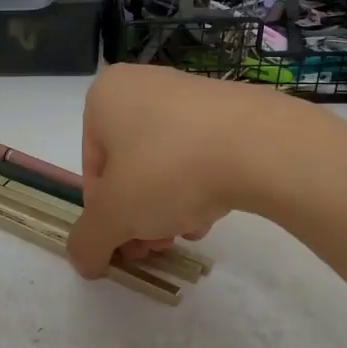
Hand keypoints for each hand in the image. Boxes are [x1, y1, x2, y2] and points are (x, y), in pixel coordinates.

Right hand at [66, 64, 274, 279]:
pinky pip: (200, 154)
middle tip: (157, 246)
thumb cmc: (169, 169)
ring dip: (169, 206)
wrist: (261, 145)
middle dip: (139, 215)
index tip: (127, 243)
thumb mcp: (114, 215)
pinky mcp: (230, 109)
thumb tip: (84, 262)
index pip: (93, 170)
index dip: (106, 215)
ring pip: (165, 165)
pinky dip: (201, 186)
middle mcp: (143, 85)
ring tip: (189, 231)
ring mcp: (190, 93)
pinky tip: (214, 212)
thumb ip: (88, 241)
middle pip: (129, 169)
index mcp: (105, 97)